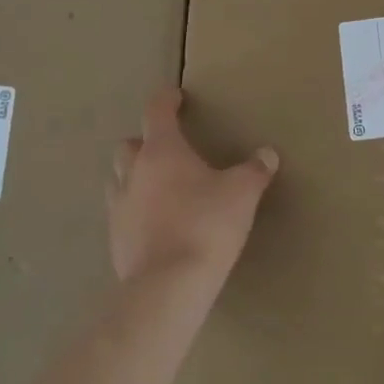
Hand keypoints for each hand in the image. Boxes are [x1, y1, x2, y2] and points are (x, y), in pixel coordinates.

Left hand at [107, 87, 278, 285]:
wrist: (168, 287)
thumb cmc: (206, 226)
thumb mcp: (243, 193)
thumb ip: (255, 170)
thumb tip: (267, 154)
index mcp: (162, 151)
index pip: (157, 112)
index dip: (166, 100)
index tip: (176, 96)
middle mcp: (134, 173)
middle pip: (128, 145)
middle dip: (145, 142)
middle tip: (168, 149)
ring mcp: (119, 208)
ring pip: (119, 179)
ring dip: (135, 176)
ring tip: (160, 186)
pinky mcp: (115, 240)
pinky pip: (122, 214)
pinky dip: (136, 210)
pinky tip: (156, 223)